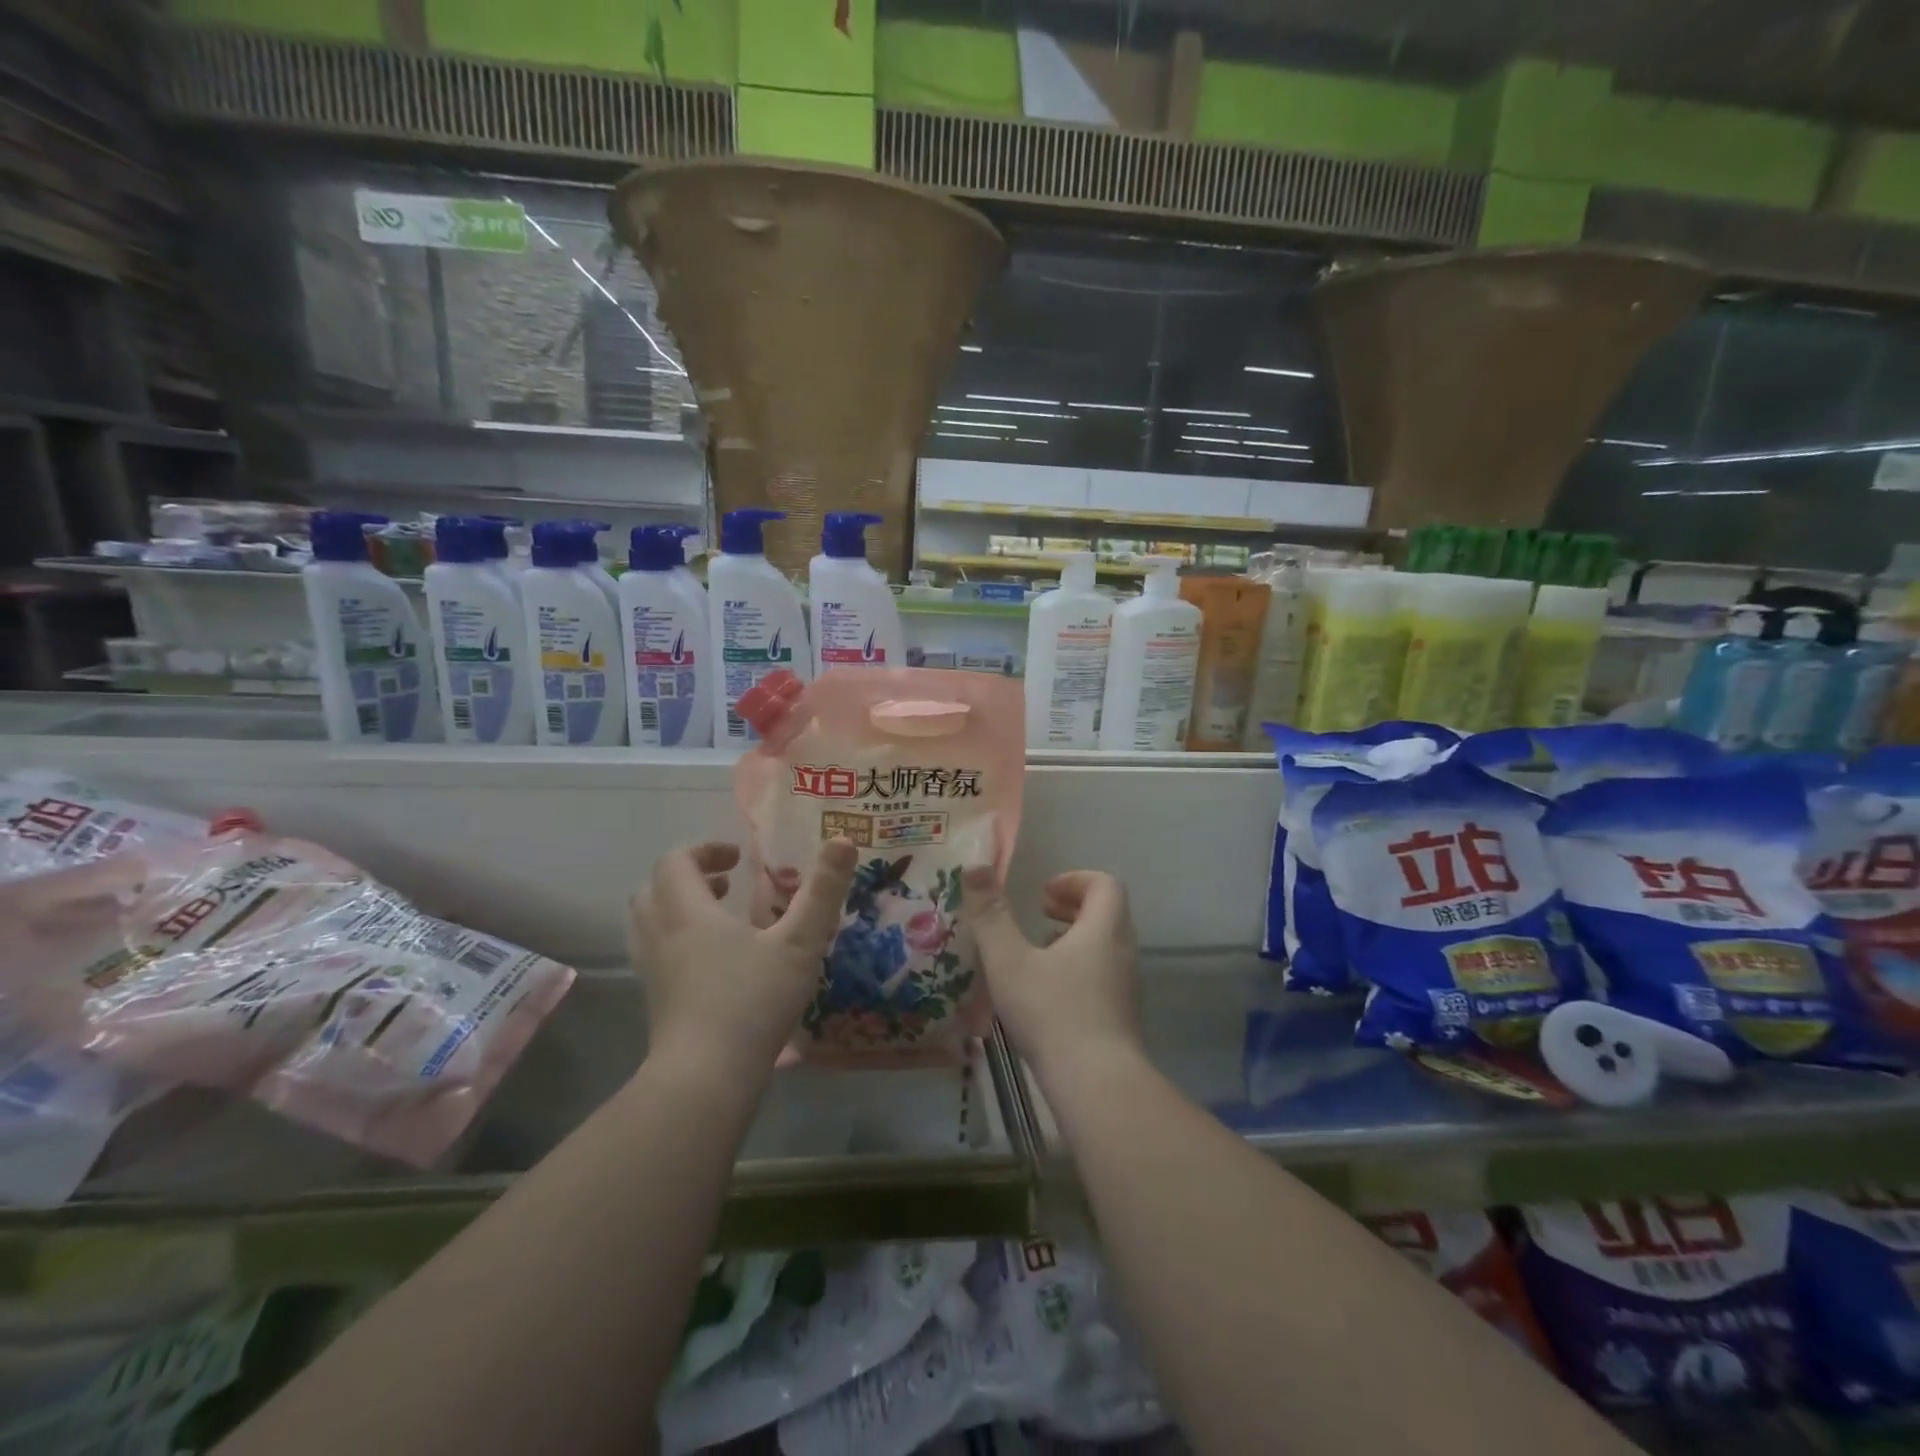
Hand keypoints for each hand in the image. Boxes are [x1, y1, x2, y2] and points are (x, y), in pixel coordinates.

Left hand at [630, 839, 856, 1074]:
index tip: (739, 859)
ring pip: (650, 921)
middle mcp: (661, 934)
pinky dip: (678, 940)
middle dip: (690, 876)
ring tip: (721, 918)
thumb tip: (844, 839)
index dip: (705, 850)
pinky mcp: (655, 1001)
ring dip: (680, 907)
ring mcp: (653, 970)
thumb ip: (822, 891)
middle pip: (655, 887)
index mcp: (689, 912)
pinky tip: (715, 962)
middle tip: (728, 884)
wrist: (703, 1080)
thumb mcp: (800, 943)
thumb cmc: (752, 1002)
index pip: (676, 860)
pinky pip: (655, 952)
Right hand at [962, 867, 1143, 1080]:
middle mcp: (1123, 952)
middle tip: (1038, 915)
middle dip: (1071, 908)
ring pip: (1104, 947)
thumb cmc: (1052, 1013)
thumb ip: (990, 914)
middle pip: (1107, 913)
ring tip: (1037, 953)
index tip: (1042, 895)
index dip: (1074, 880)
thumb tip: (975, 865)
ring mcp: (1126, 987)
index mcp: (1103, 929)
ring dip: (1073, 939)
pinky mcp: (1121, 1017)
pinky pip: (1103, 976)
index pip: (1105, 884)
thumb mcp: (1009, 960)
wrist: (1097, 1086)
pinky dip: (1078, 969)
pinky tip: (1046, 995)